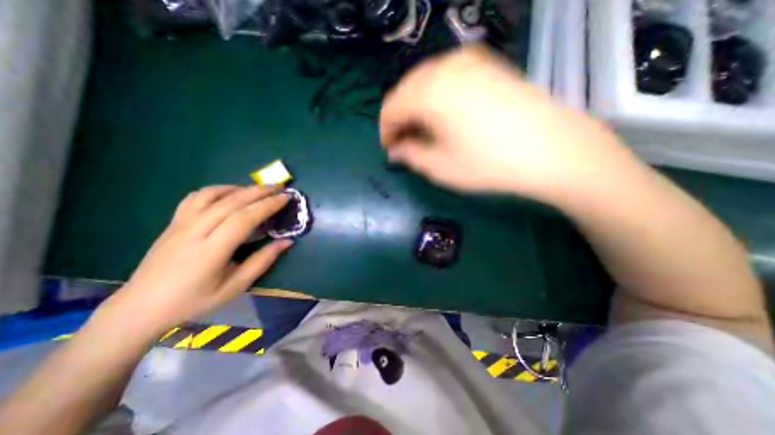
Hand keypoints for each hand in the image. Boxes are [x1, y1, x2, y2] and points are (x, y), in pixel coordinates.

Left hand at [100, 185, 294, 334]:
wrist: (142, 306)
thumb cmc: (195, 300)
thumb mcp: (236, 286)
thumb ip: (263, 261)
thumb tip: (287, 242)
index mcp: (211, 250)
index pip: (244, 218)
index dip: (267, 206)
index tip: (285, 198)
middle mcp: (195, 231)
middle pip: (231, 202)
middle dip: (259, 192)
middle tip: (280, 187)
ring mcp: (181, 224)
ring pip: (213, 195)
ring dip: (240, 188)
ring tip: (259, 189)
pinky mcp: (174, 222)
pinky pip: (196, 197)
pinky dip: (218, 190)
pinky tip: (231, 193)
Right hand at [379, 44, 631, 199]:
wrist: (552, 149)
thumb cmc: (489, 163)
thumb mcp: (441, 167)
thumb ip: (410, 155)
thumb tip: (395, 149)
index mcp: (429, 92)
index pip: (391, 107)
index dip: (386, 130)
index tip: (390, 149)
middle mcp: (445, 67)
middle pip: (406, 90)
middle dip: (400, 117)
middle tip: (405, 141)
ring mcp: (470, 61)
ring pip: (426, 80)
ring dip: (417, 105)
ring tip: (424, 129)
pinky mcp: (488, 65)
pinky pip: (448, 76)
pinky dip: (437, 95)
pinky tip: (445, 113)